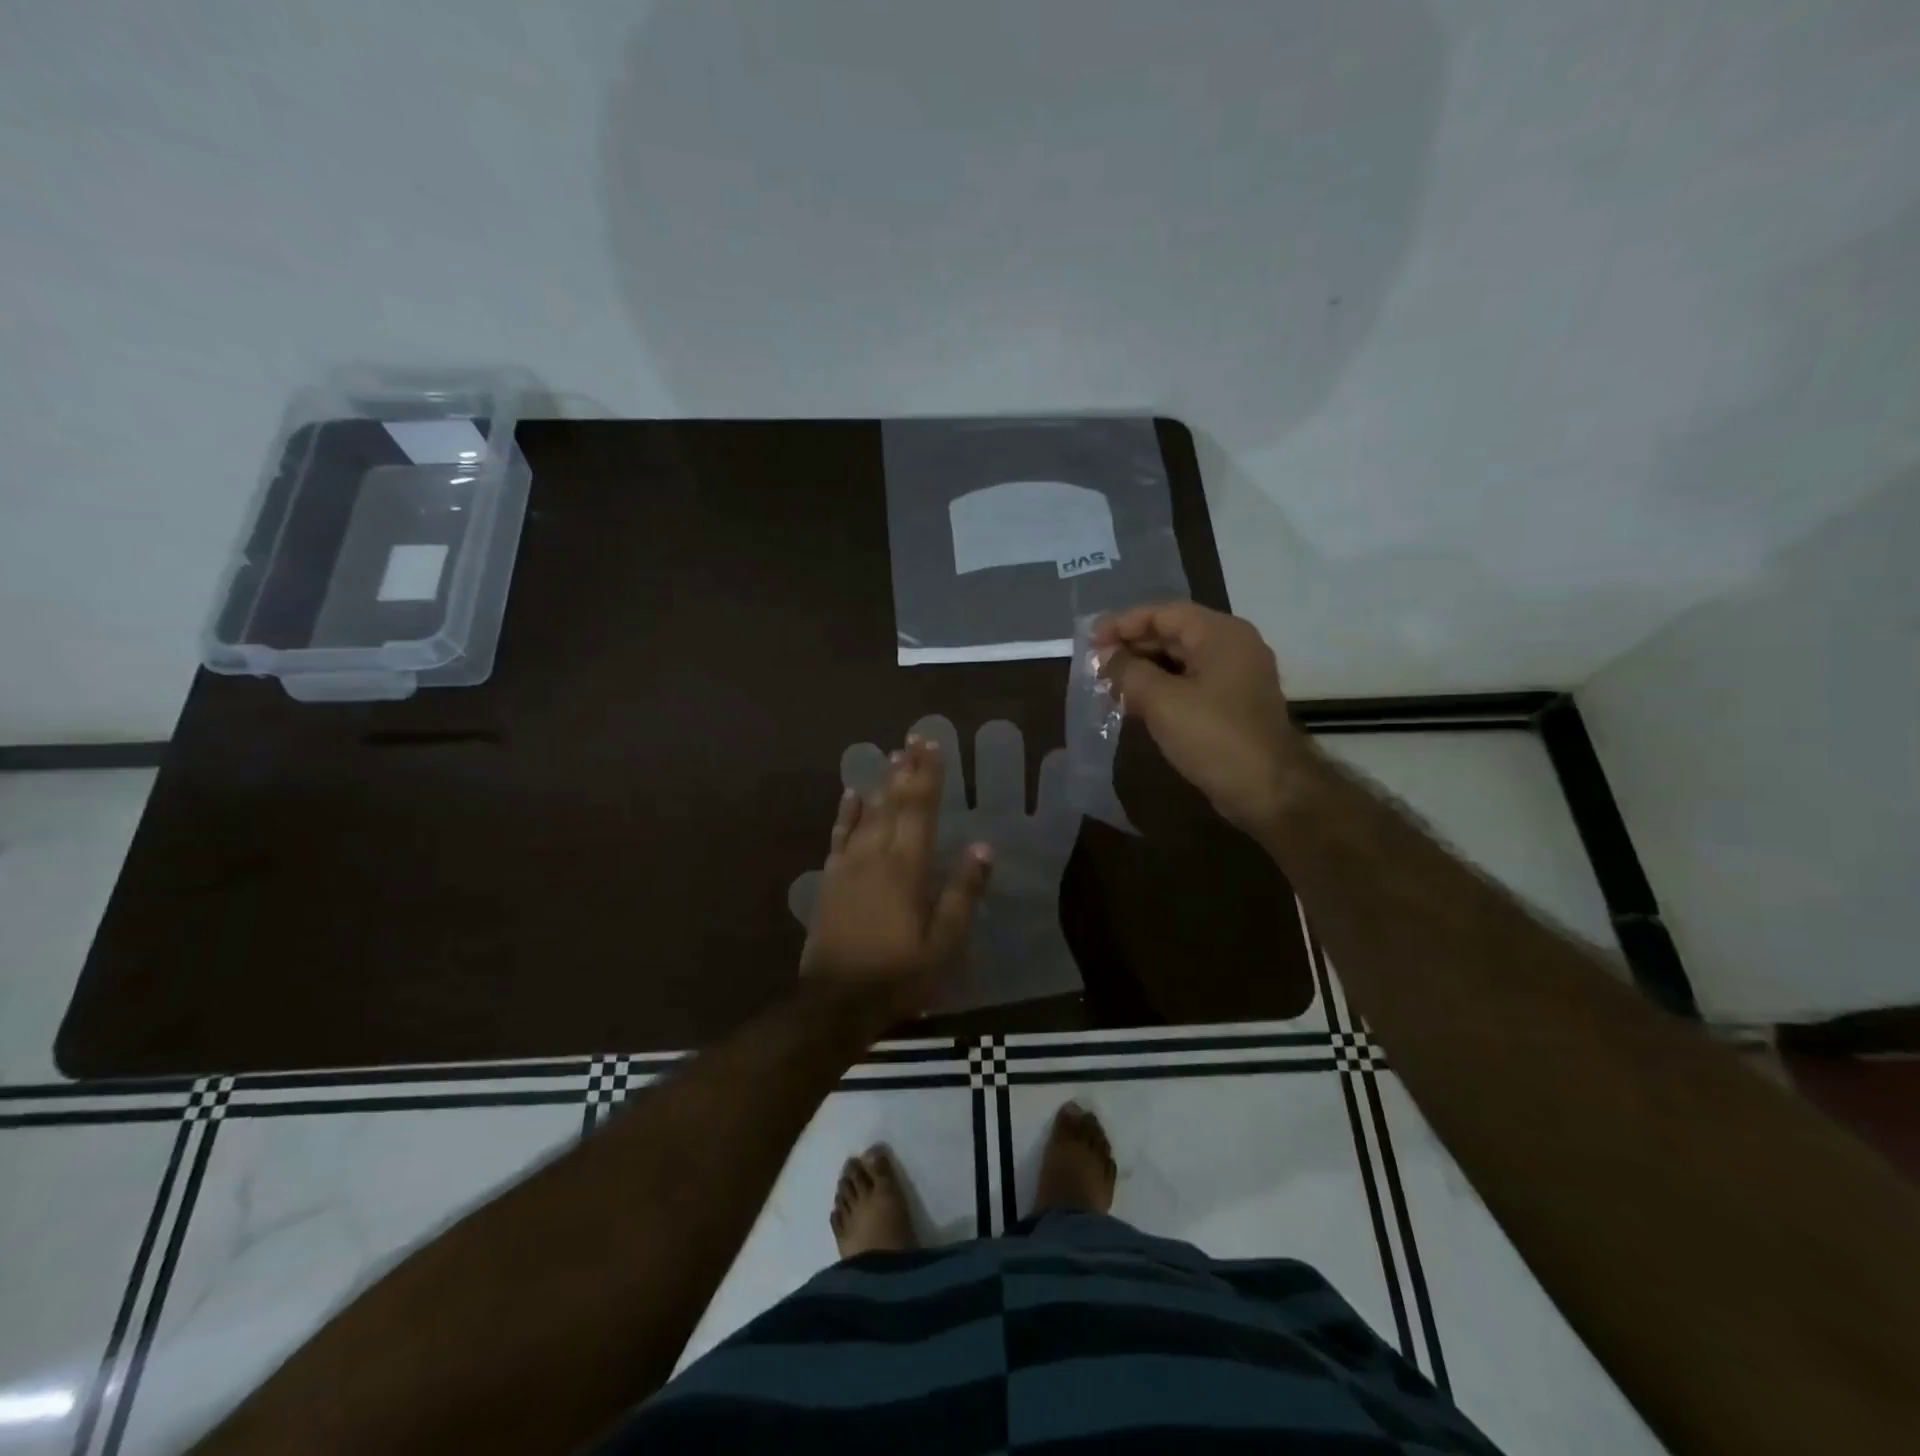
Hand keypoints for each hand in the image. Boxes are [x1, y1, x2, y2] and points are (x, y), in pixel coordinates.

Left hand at [792, 715, 1083, 1015]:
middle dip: (906, 769)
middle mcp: (875, 855)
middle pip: (892, 802)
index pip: (920, 809)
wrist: (836, 1002)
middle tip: (914, 737)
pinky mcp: (830, 879)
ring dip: (880, 783)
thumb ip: (962, 893)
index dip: (928, 774)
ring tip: (891, 755)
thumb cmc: (898, 974)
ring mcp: (848, 865)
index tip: (934, 744)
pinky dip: (846, 812)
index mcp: (907, 867)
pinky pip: (839, 835)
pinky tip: (851, 794)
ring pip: (866, 813)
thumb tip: (982, 847)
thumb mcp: (943, 943)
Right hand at [1093, 602, 1308, 831]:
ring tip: (1108, 686)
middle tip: (1095, 665)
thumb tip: (1105, 656)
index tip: (1090, 640)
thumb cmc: (1214, 736)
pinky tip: (1134, 704)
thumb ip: (1128, 671)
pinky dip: (1161, 688)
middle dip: (1132, 647)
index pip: (1163, 613)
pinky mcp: (1232, 704)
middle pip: (1172, 634)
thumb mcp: (1162, 701)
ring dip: (1143, 670)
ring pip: (1179, 660)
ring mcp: (1235, 676)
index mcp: (1220, 634)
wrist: (1268, 789)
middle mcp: (1232, 646)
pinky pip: (1189, 683)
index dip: (1123, 623)